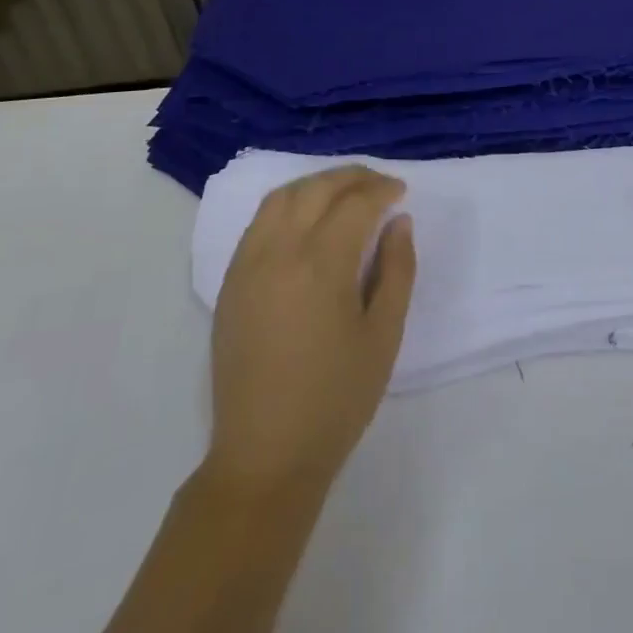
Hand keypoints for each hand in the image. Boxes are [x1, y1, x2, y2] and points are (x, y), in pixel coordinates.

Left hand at [205, 166, 416, 498]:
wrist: (265, 455)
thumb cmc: (336, 399)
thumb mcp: (384, 335)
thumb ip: (397, 269)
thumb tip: (399, 222)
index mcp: (321, 265)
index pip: (355, 204)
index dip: (382, 190)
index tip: (401, 192)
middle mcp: (279, 252)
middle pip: (316, 189)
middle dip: (352, 177)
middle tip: (379, 184)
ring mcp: (247, 265)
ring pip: (281, 197)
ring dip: (316, 184)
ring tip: (344, 193)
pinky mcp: (230, 282)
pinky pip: (259, 222)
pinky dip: (287, 204)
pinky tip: (306, 219)